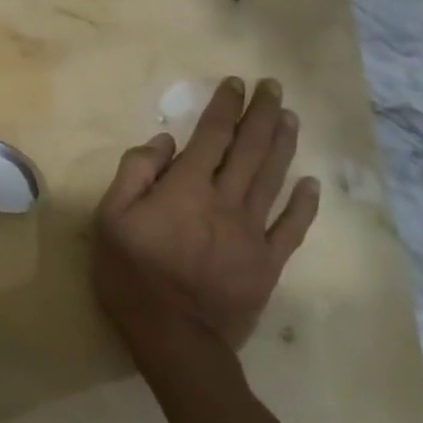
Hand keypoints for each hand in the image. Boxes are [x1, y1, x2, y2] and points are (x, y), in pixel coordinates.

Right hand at [93, 77, 319, 352]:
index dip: (226, 106)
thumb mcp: (111, 217)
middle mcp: (226, 201)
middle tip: (274, 87)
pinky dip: (303, 204)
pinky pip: (291, 228)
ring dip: (283, 145)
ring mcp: (252, 233)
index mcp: (187, 187)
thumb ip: (135, 172)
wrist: (174, 339)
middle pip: (250, 150)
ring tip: (291, 117)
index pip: (212, 136)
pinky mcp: (267, 263)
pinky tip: (311, 184)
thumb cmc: (132, 273)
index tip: (236, 84)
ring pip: (273, 179)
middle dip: (263, 114)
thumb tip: (164, 142)